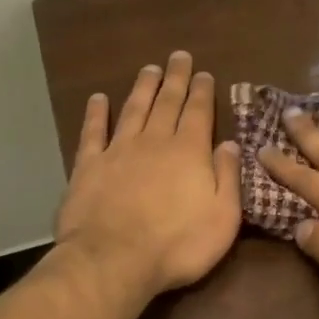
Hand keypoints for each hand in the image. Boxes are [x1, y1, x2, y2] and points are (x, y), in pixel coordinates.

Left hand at [55, 53, 242, 297]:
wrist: (113, 261)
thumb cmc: (178, 244)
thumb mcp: (223, 217)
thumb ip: (228, 177)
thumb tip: (230, 143)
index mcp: (189, 152)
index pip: (198, 112)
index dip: (202, 91)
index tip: (204, 73)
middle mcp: (154, 142)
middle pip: (166, 103)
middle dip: (175, 78)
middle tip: (179, 56)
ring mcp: (118, 151)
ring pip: (133, 110)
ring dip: (142, 87)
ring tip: (149, 69)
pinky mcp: (88, 167)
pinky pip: (93, 132)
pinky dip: (96, 113)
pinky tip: (98, 99)